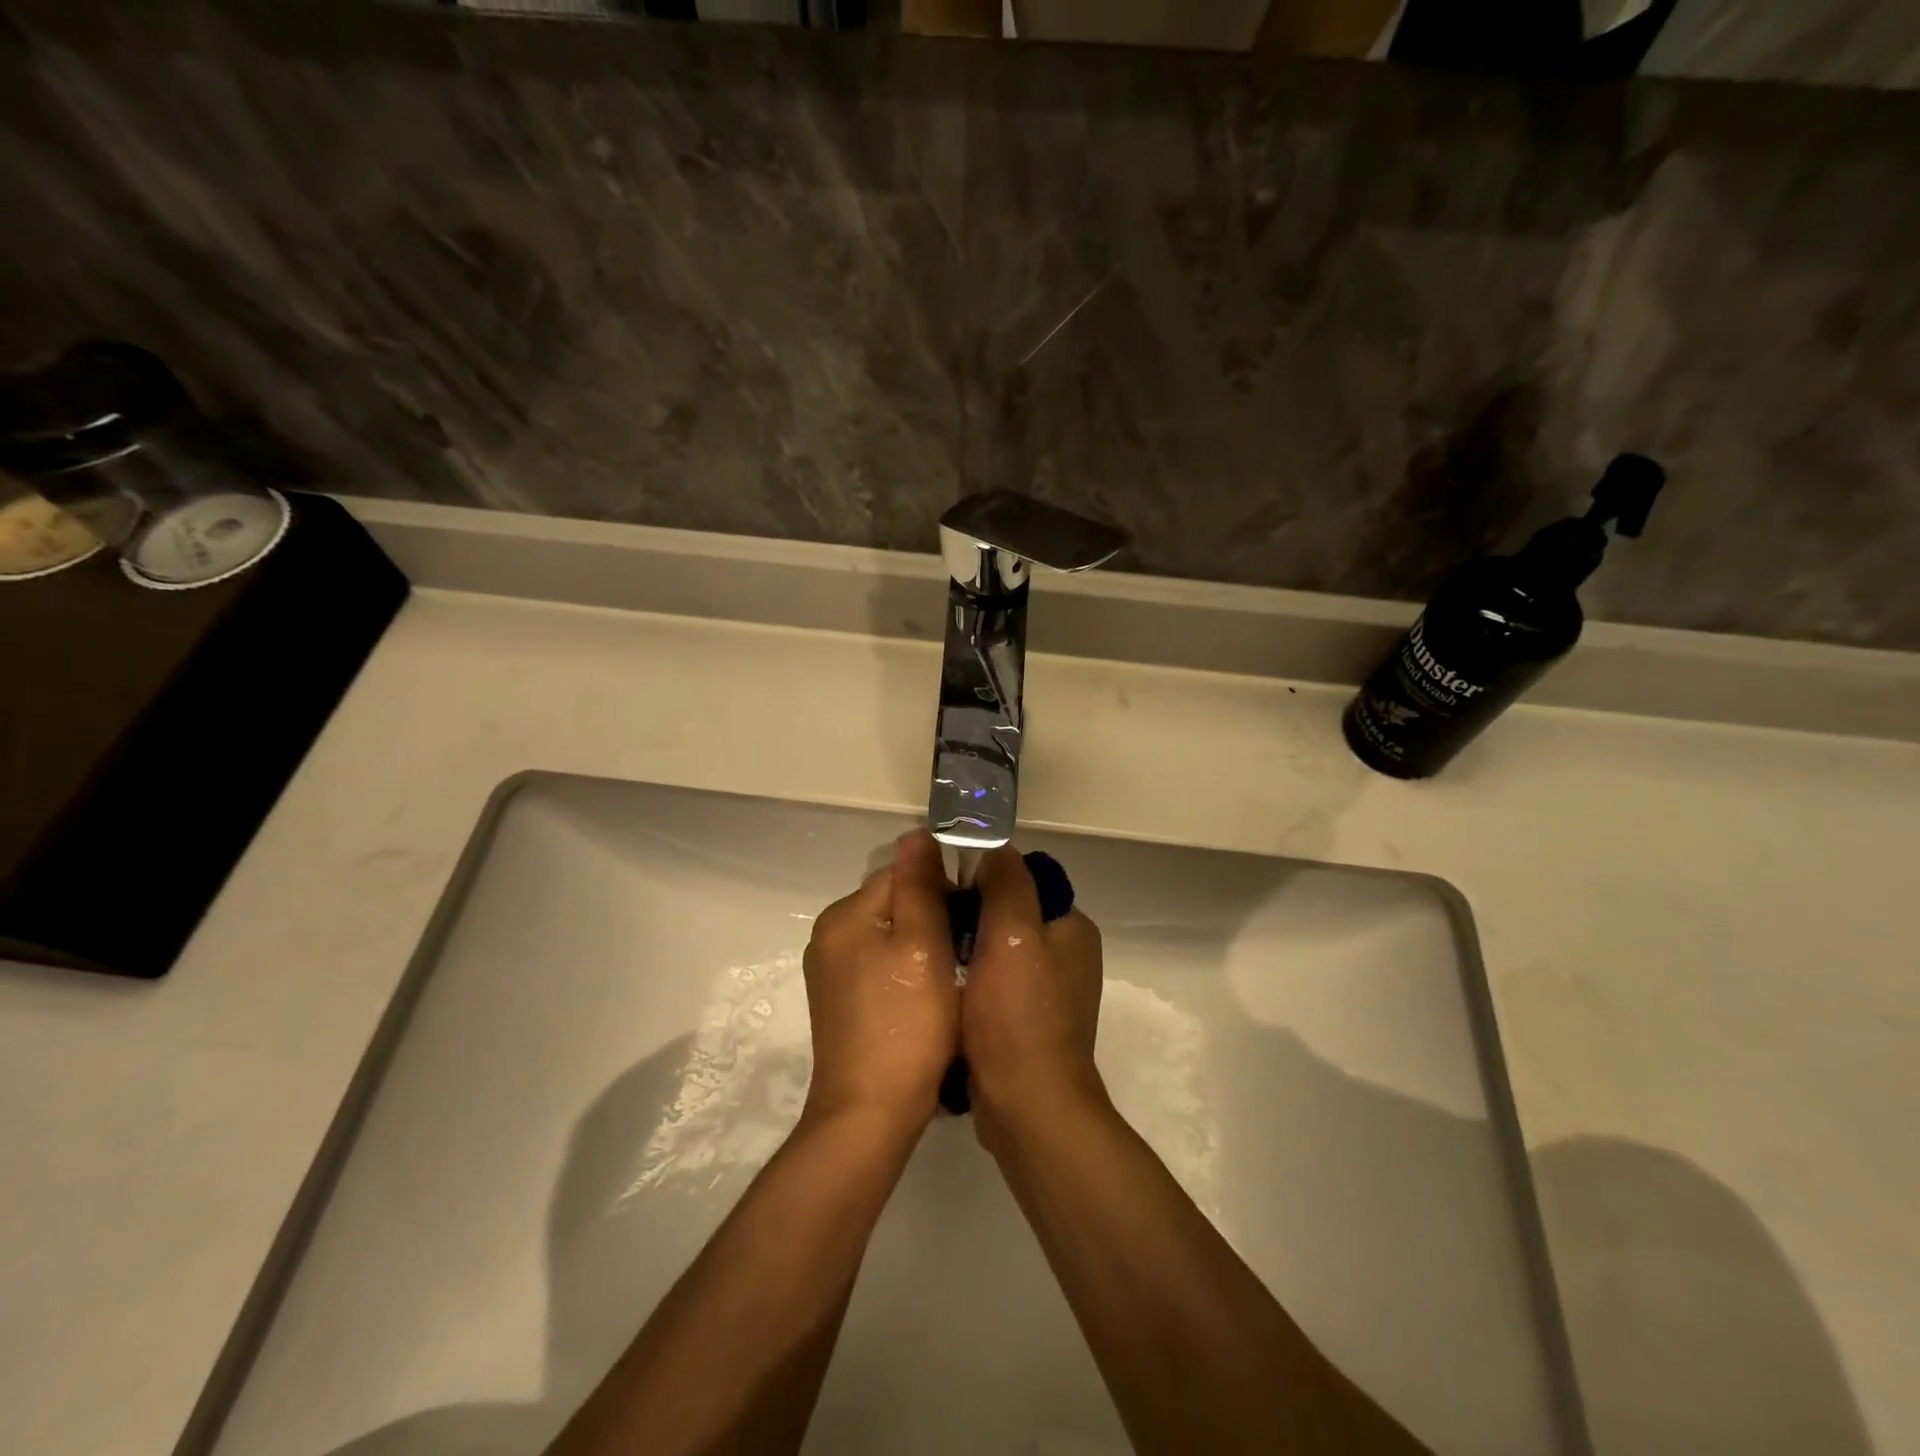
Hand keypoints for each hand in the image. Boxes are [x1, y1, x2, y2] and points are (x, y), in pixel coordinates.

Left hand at [801, 830, 959, 1132]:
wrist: (870, 1114)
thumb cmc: (906, 1024)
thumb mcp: (922, 945)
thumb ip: (919, 885)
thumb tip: (916, 833)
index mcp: (845, 915)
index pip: (901, 873)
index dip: (943, 888)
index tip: (975, 918)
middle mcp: (830, 935)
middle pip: (893, 903)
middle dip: (932, 916)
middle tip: (968, 950)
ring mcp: (831, 971)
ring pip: (890, 935)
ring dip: (922, 944)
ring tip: (954, 974)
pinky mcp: (840, 1001)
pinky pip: (880, 965)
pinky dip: (906, 970)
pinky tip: (928, 997)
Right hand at [959, 846, 1106, 1147]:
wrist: (1027, 1108)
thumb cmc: (1019, 1016)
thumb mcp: (1012, 934)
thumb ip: (1006, 883)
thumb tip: (995, 845)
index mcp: (1071, 928)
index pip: (1025, 879)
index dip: (983, 875)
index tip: (944, 883)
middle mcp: (1065, 955)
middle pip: (1009, 913)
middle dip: (970, 913)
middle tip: (929, 918)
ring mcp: (1046, 991)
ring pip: (996, 949)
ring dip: (965, 947)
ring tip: (928, 949)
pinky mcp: (1025, 1021)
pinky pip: (992, 983)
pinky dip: (969, 979)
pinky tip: (941, 985)